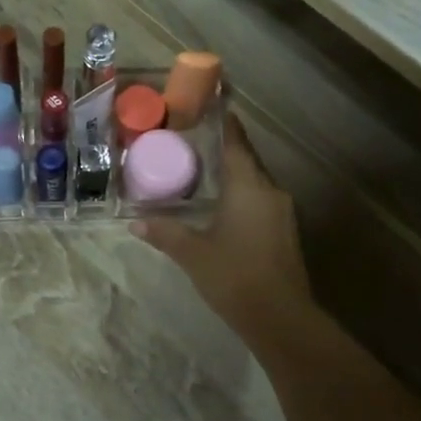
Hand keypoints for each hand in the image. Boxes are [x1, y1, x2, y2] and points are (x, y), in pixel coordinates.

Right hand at [133, 114, 311, 327]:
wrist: (281, 318)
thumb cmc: (235, 276)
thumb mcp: (193, 253)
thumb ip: (165, 233)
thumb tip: (135, 221)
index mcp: (249, 186)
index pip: (236, 143)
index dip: (225, 122)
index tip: (215, 102)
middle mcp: (270, 191)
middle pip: (247, 160)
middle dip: (224, 148)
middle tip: (196, 139)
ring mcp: (282, 212)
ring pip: (255, 182)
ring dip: (233, 174)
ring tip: (204, 170)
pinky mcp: (285, 232)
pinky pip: (260, 200)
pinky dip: (242, 195)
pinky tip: (223, 205)